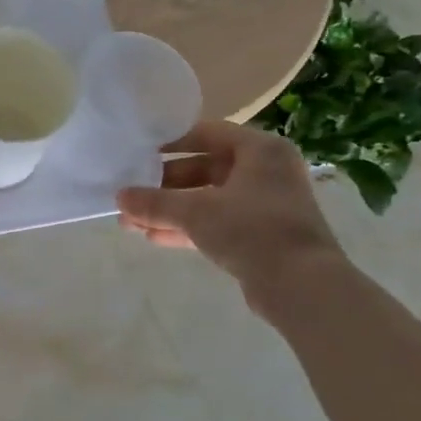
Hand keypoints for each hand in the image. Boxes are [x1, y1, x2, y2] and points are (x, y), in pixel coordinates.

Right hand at [117, 121, 344, 303]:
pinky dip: (187, 228)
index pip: (206, 133)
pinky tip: (153, 237)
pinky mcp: (260, 236)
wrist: (302, 287)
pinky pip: (216, 223)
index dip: (171, 143)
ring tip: (131, 221)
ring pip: (207, 199)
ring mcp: (264, 205)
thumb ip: (154, 202)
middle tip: (130, 195)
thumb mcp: (195, 211)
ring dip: (170, 210)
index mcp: (260, 150)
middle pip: (204, 169)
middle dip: (164, 186)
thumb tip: (118, 198)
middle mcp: (266, 171)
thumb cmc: (252, 229)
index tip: (139, 154)